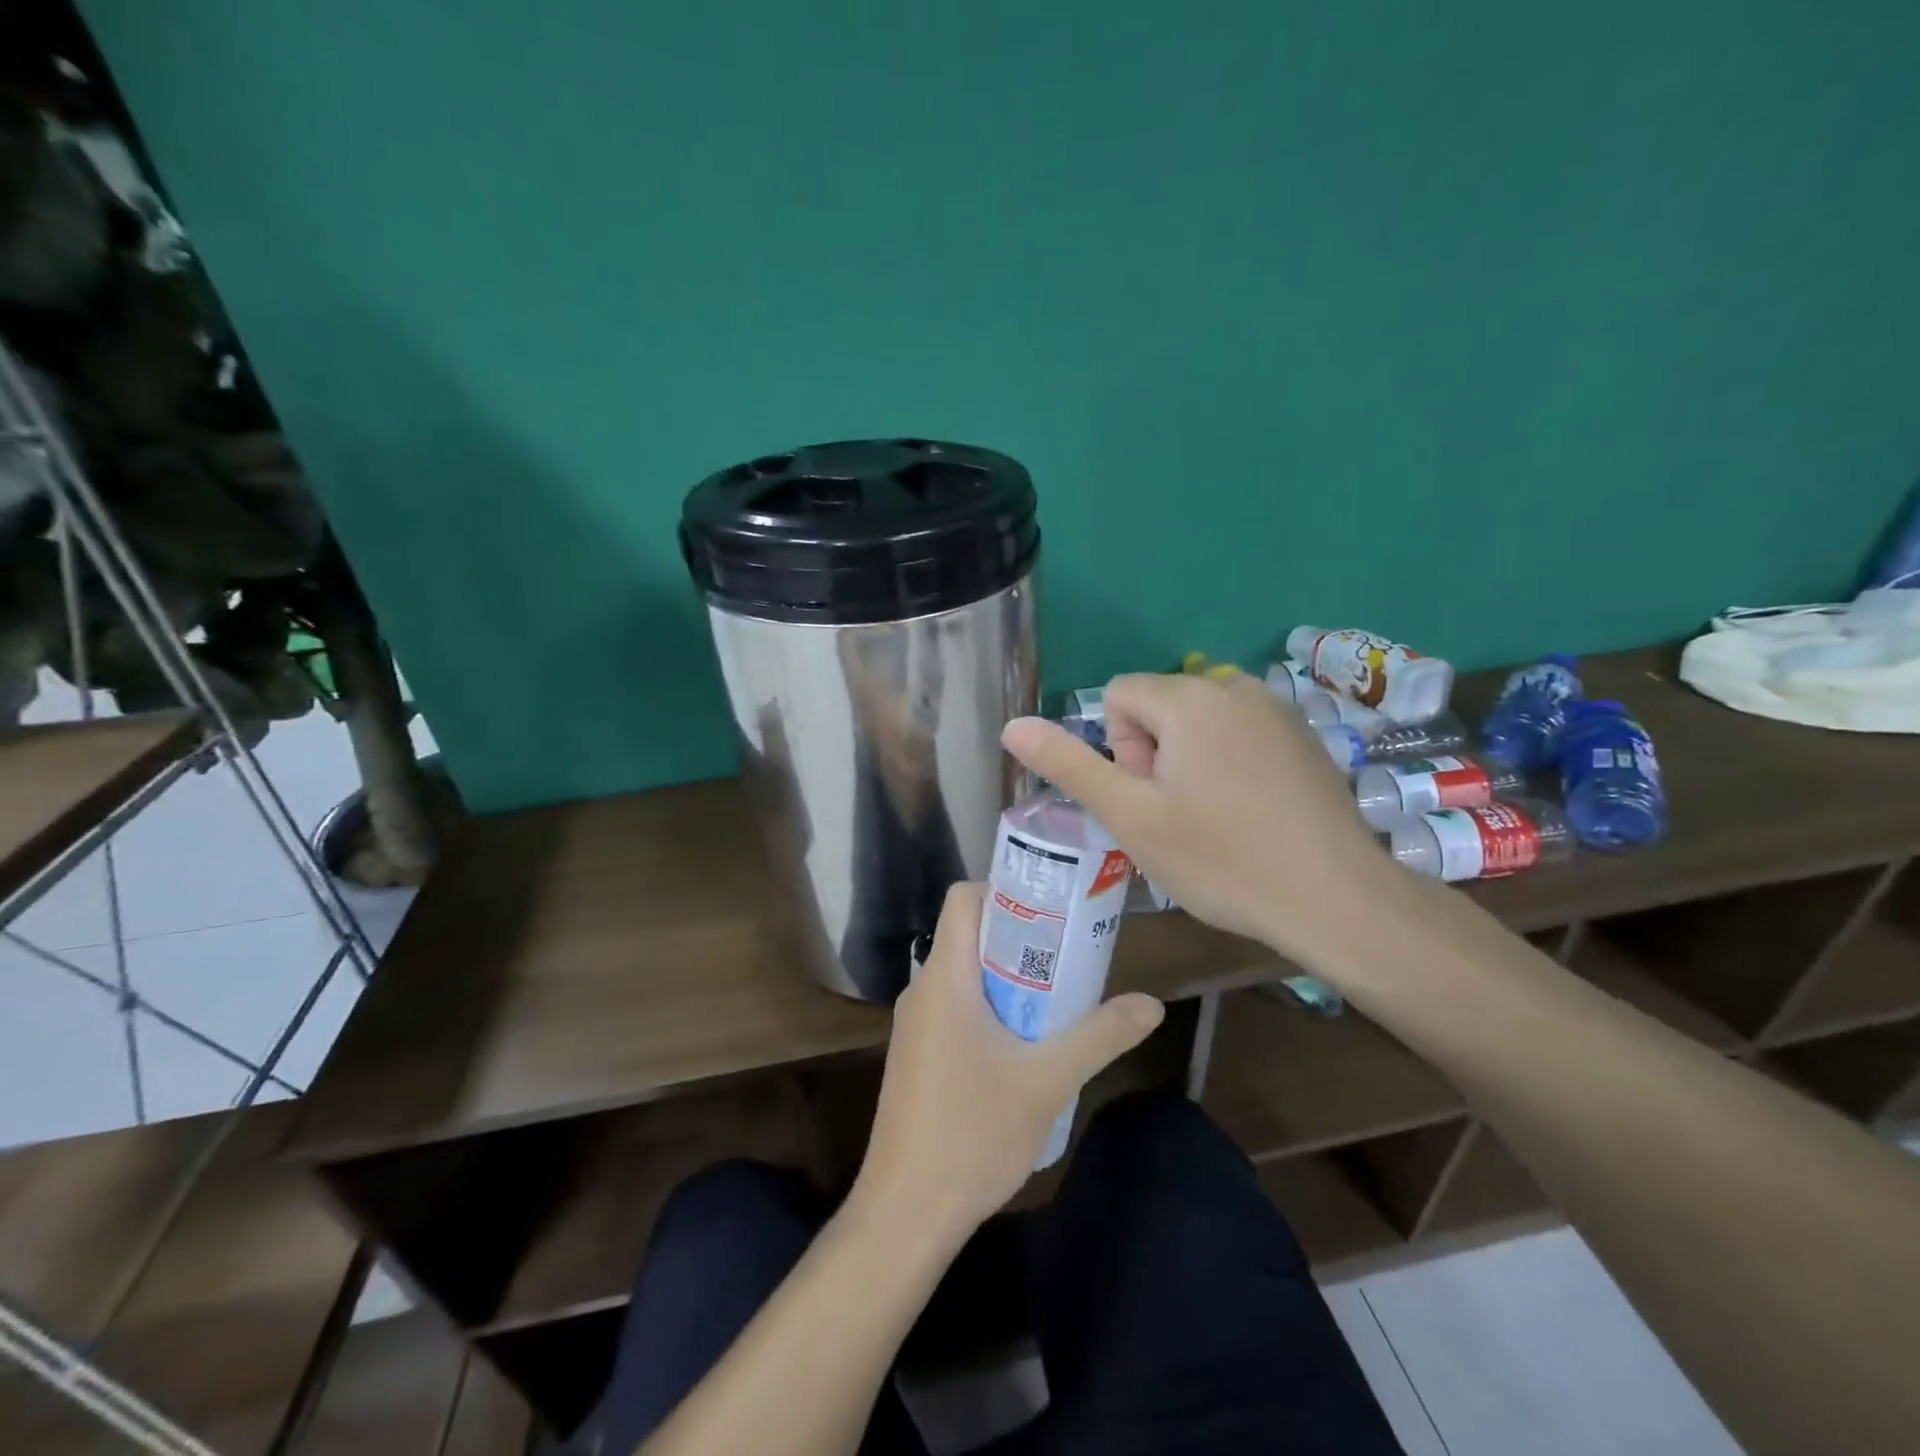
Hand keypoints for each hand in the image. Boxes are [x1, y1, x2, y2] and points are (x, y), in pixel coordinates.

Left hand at [852, 882, 1164, 1239]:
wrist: (906, 1212)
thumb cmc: (972, 1132)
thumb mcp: (1047, 1081)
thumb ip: (1100, 1036)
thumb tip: (1151, 1004)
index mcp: (944, 978)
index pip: (964, 899)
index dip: (1005, 890)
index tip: (1053, 908)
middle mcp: (923, 990)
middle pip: (969, 935)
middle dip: (1021, 937)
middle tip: (1072, 951)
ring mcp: (916, 1026)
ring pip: (965, 975)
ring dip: (1010, 977)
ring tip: (1061, 995)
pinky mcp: (918, 1056)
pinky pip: (957, 1008)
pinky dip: (992, 1008)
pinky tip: (1027, 1044)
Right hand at [1000, 670, 1396, 965]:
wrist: (1336, 899)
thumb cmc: (1222, 859)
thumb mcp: (1130, 816)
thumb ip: (1068, 765)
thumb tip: (1012, 726)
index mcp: (1190, 698)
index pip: (1118, 695)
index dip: (1118, 750)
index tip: (1148, 799)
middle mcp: (1235, 686)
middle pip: (1158, 708)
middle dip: (1152, 757)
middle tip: (1177, 817)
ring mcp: (1277, 710)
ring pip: (1197, 724)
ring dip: (1186, 764)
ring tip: (1211, 820)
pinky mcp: (1303, 736)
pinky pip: (1237, 735)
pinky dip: (1226, 766)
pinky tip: (1248, 816)